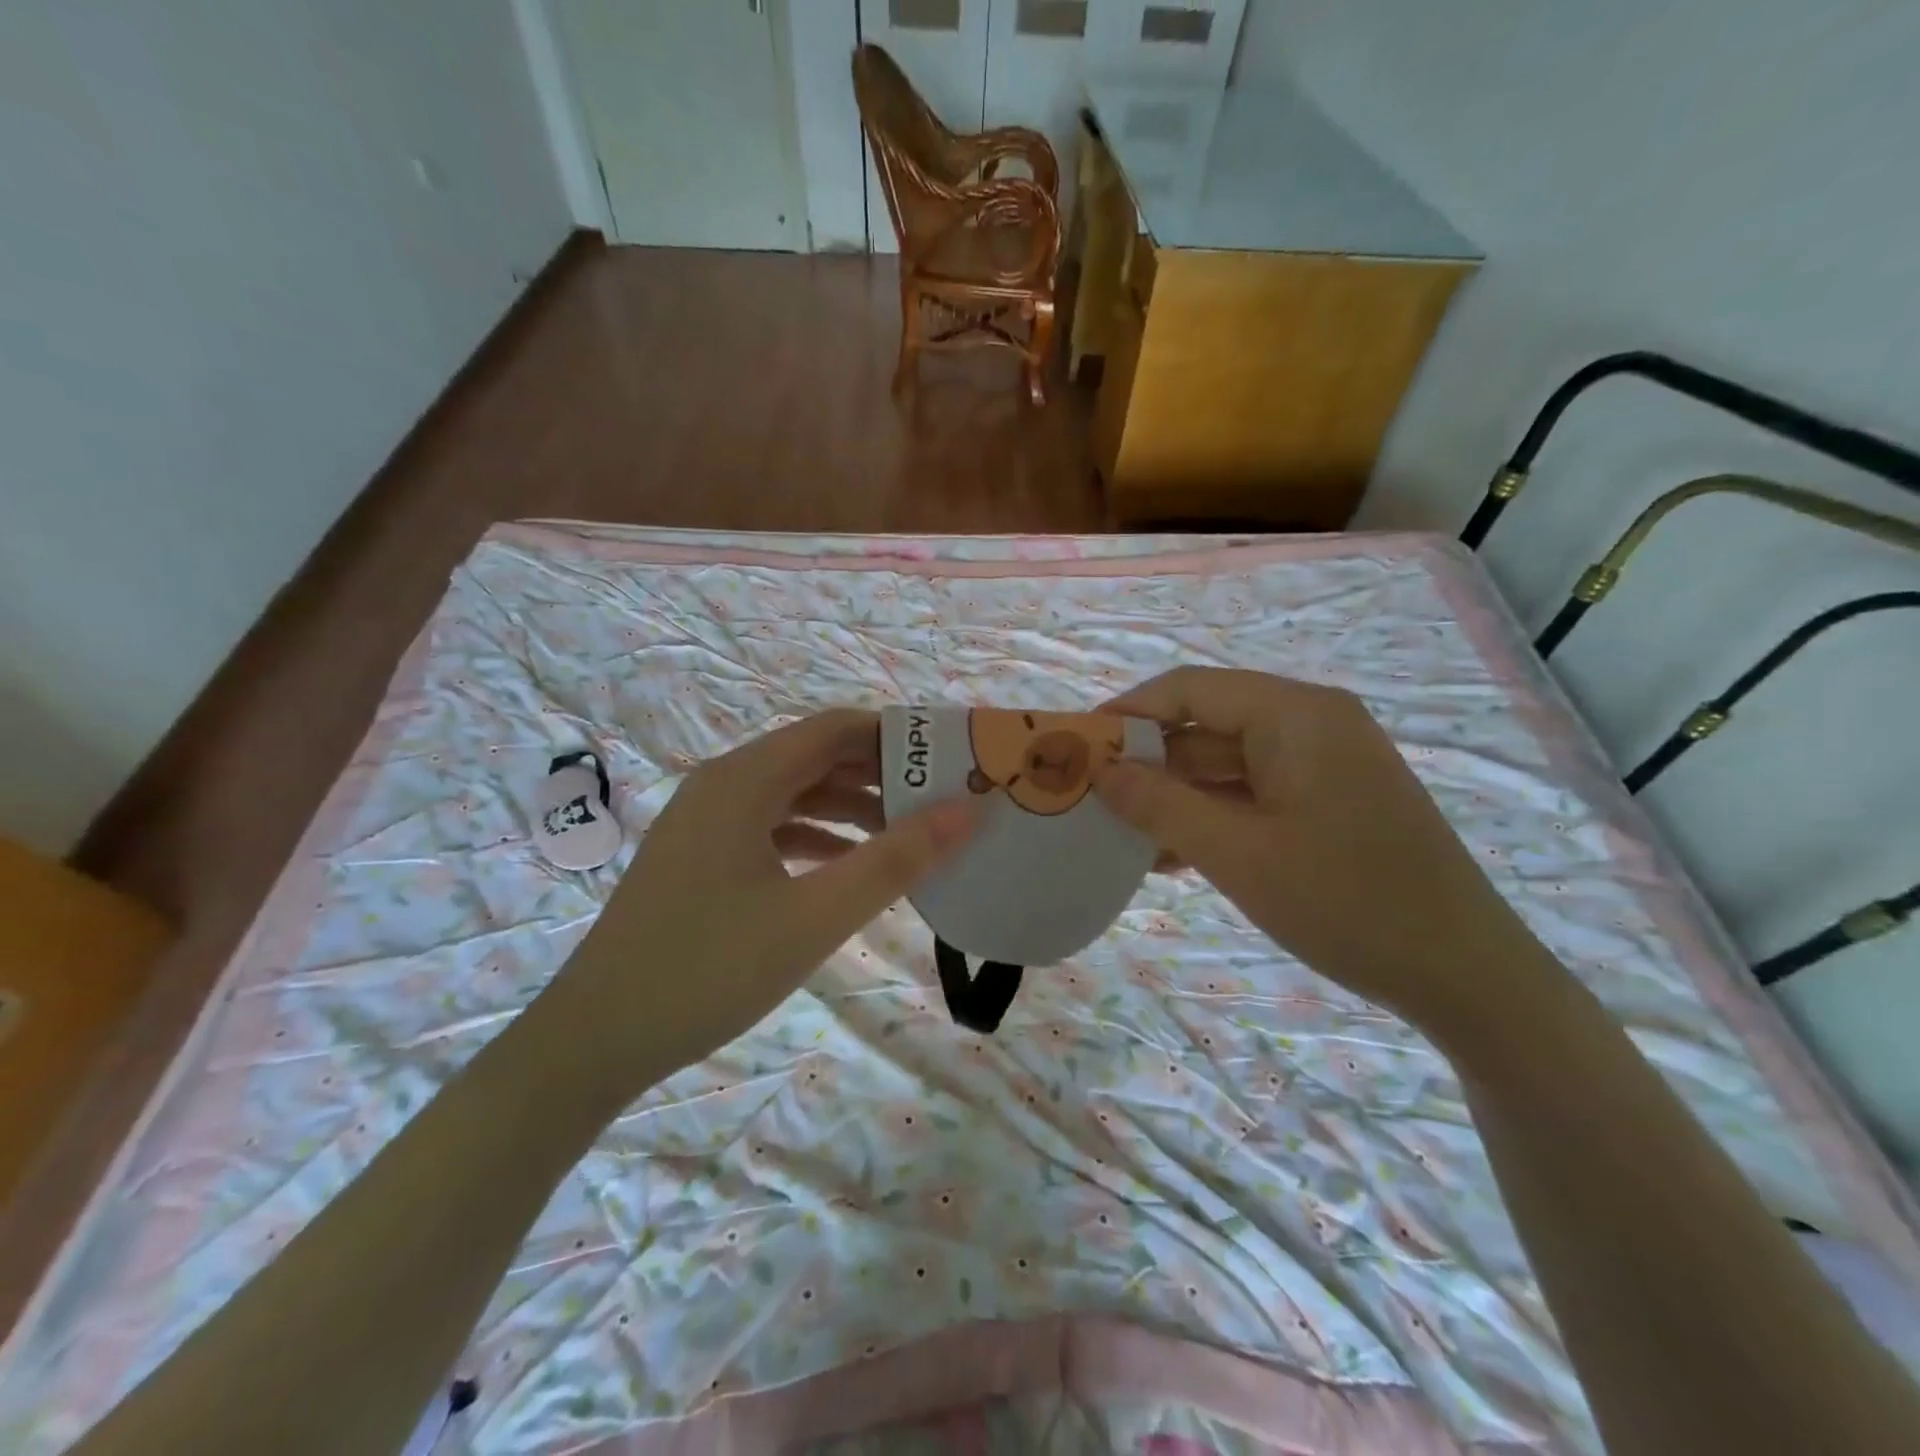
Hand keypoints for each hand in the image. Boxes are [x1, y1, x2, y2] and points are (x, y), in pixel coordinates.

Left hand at [552, 710, 975, 1092]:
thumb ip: (895, 860)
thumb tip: (966, 811)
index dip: (896, 736)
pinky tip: (849, 869)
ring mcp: (706, 823)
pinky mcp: (701, 858)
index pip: (835, 729)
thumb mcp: (816, 915)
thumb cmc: (709, 968)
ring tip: (909, 836)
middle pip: (815, 758)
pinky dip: (817, 839)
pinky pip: (772, 829)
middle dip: (879, 775)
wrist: (595, 1040)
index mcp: (744, 779)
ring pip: (794, 795)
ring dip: (850, 809)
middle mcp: (722, 785)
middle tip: (941, 801)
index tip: (949, 761)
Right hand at [1093, 668, 1554, 1038]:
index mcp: (1294, 714)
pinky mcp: (1331, 801)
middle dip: (1147, 761)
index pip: (1188, 689)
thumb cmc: (1346, 901)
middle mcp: (1311, 723)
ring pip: (1227, 764)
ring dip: (1175, 796)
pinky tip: (1170, 855)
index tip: (1076, 747)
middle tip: (1090, 798)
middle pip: (1207, 725)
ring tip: (1120, 833)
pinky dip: (1212, 816)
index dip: (1127, 713)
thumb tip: (1099, 771)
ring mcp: (1325, 764)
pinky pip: (1254, 794)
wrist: (1466, 975)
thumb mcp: (1237, 854)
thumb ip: (1160, 805)